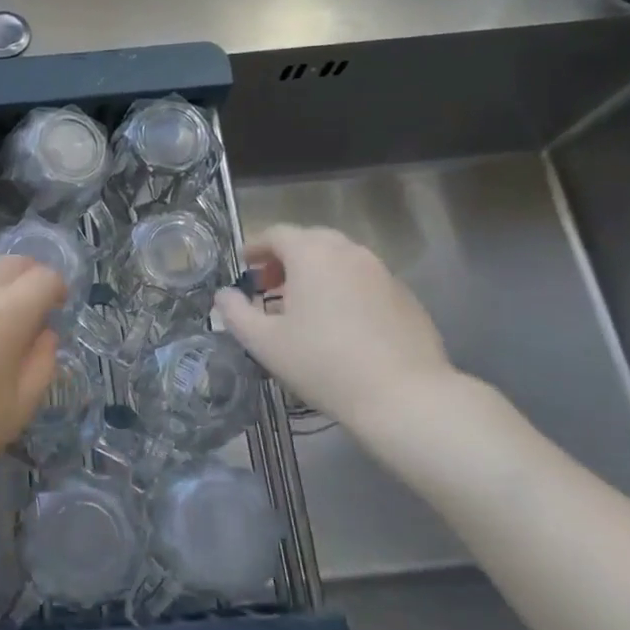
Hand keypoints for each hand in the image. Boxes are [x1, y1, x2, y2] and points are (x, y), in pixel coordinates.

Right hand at [215, 224, 455, 431]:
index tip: (243, 265)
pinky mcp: (405, 296)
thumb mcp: (264, 342)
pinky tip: (340, 323)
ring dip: (316, 272)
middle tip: (270, 285)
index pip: (277, 234)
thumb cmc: (323, 363)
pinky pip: (364, 280)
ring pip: (340, 259)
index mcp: (312, 254)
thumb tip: (224, 295)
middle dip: (286, 257)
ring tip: (303, 304)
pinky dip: (344, 289)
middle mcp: (349, 252)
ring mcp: (382, 272)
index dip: (255, 246)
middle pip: (310, 241)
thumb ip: (235, 313)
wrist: (404, 395)